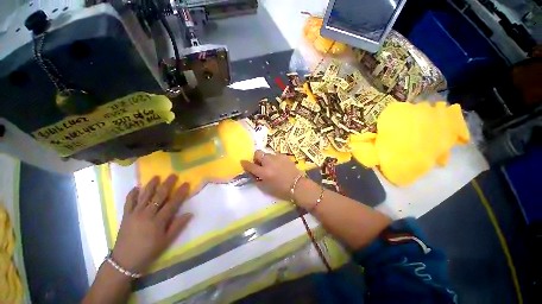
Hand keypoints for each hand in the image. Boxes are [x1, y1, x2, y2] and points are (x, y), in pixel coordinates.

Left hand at [111, 175, 192, 272]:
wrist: (124, 261)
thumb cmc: (148, 252)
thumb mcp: (166, 241)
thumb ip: (178, 226)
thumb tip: (190, 213)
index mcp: (158, 221)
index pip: (172, 203)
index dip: (180, 193)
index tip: (186, 183)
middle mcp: (147, 214)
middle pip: (159, 196)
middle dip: (167, 184)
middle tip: (173, 175)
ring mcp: (135, 214)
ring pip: (144, 196)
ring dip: (151, 185)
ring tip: (157, 176)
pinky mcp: (126, 216)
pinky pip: (129, 202)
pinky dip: (132, 194)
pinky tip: (136, 188)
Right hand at [240, 150, 302, 200]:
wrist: (297, 186)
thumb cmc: (281, 190)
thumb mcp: (265, 188)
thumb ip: (256, 179)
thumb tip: (252, 173)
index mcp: (264, 172)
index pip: (250, 165)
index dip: (245, 163)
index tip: (243, 162)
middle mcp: (269, 162)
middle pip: (258, 153)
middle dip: (256, 158)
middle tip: (259, 164)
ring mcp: (277, 157)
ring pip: (267, 153)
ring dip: (266, 159)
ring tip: (271, 165)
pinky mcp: (284, 156)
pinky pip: (275, 155)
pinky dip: (274, 159)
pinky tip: (278, 165)